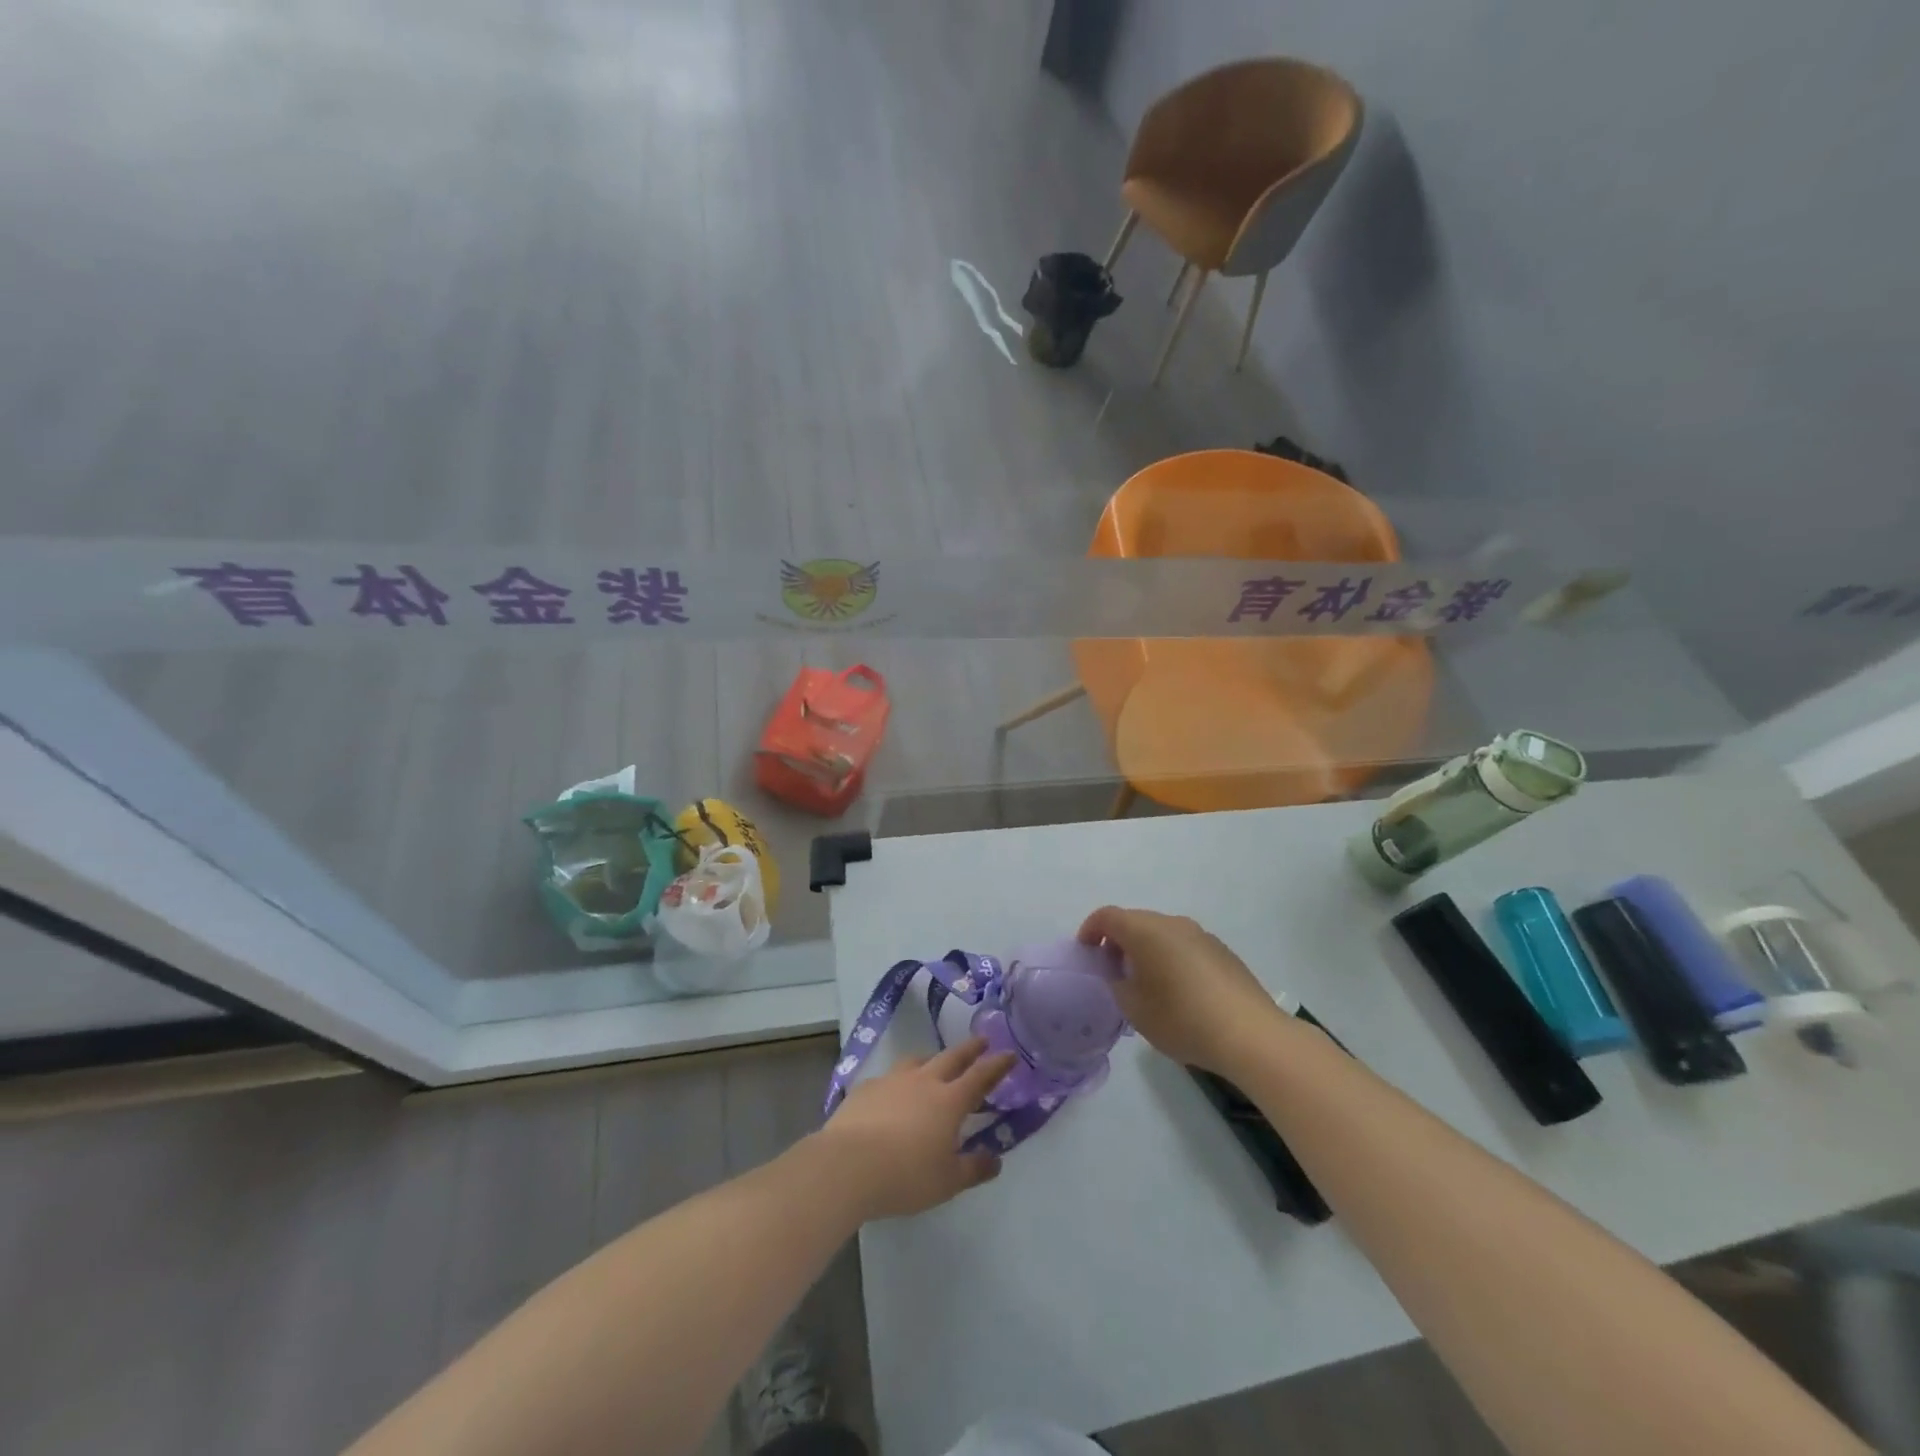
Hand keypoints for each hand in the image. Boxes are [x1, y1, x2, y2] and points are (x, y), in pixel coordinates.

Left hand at [814, 1037, 1017, 1220]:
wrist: (847, 1165)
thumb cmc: (905, 1175)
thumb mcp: (947, 1181)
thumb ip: (973, 1169)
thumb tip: (995, 1160)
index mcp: (949, 1101)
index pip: (980, 1076)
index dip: (997, 1065)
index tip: (1010, 1053)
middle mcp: (923, 1081)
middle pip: (951, 1057)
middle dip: (970, 1049)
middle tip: (982, 1041)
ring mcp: (892, 1080)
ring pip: (917, 1061)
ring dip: (932, 1059)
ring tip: (935, 1063)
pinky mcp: (866, 1088)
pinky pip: (889, 1077)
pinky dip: (899, 1081)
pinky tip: (893, 1094)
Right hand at [1078, 906, 1289, 1074]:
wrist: (1250, 1034)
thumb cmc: (1182, 1018)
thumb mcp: (1134, 1009)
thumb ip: (1118, 985)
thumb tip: (1121, 974)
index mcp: (1145, 930)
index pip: (1108, 916)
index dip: (1090, 930)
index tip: (1086, 952)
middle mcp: (1173, 923)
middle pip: (1136, 922)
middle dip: (1119, 942)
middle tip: (1112, 972)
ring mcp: (1202, 936)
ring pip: (1163, 934)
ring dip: (1147, 951)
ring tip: (1146, 985)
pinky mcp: (1223, 953)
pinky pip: (1186, 947)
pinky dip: (1172, 960)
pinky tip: (1179, 993)